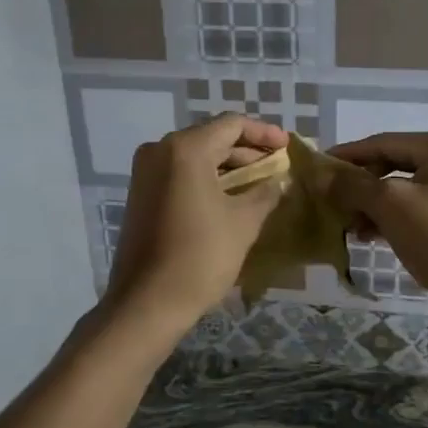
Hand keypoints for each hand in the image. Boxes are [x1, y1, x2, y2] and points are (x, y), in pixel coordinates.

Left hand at [104, 113, 288, 324]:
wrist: (147, 302)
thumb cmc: (200, 256)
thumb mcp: (243, 223)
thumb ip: (265, 193)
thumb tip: (278, 181)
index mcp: (185, 149)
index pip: (232, 125)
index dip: (263, 133)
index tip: (287, 147)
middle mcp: (160, 150)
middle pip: (211, 137)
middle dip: (246, 149)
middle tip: (276, 165)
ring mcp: (145, 172)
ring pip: (194, 156)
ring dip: (227, 165)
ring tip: (258, 181)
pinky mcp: (140, 194)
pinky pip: (179, 173)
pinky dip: (206, 178)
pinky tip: (229, 195)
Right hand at [325, 131, 427, 329]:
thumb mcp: (389, 205)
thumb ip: (351, 185)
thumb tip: (319, 173)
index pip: (383, 143)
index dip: (347, 156)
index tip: (315, 168)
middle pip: (393, 164)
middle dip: (359, 185)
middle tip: (329, 202)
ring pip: (402, 188)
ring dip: (371, 205)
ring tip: (347, 226)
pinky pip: (415, 207)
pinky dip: (390, 218)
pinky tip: (368, 236)